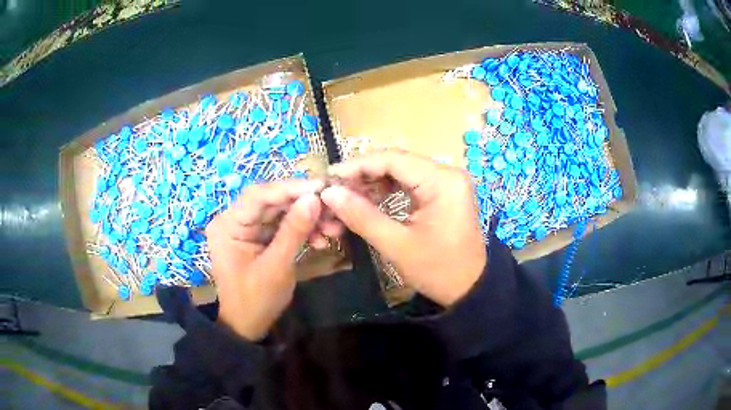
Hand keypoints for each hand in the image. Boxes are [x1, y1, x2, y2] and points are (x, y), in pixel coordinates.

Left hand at [205, 180, 323, 339]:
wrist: (248, 326)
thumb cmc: (256, 300)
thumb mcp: (277, 266)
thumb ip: (294, 231)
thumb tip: (314, 198)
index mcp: (228, 225)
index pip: (258, 196)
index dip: (290, 188)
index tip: (322, 187)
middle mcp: (234, 220)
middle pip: (272, 202)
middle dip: (304, 205)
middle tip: (334, 208)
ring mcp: (247, 229)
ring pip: (281, 213)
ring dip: (308, 218)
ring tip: (334, 228)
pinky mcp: (258, 237)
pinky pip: (282, 226)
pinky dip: (302, 230)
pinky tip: (322, 239)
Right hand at [320, 150, 485, 306]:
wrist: (470, 289)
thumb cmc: (438, 271)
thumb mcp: (397, 245)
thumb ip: (362, 216)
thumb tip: (329, 193)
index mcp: (442, 180)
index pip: (392, 159)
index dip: (356, 166)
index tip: (328, 178)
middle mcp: (447, 173)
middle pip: (396, 162)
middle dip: (363, 175)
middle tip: (334, 190)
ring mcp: (447, 181)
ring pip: (401, 171)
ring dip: (373, 183)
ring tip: (346, 197)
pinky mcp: (443, 192)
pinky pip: (410, 183)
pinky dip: (387, 190)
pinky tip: (368, 200)